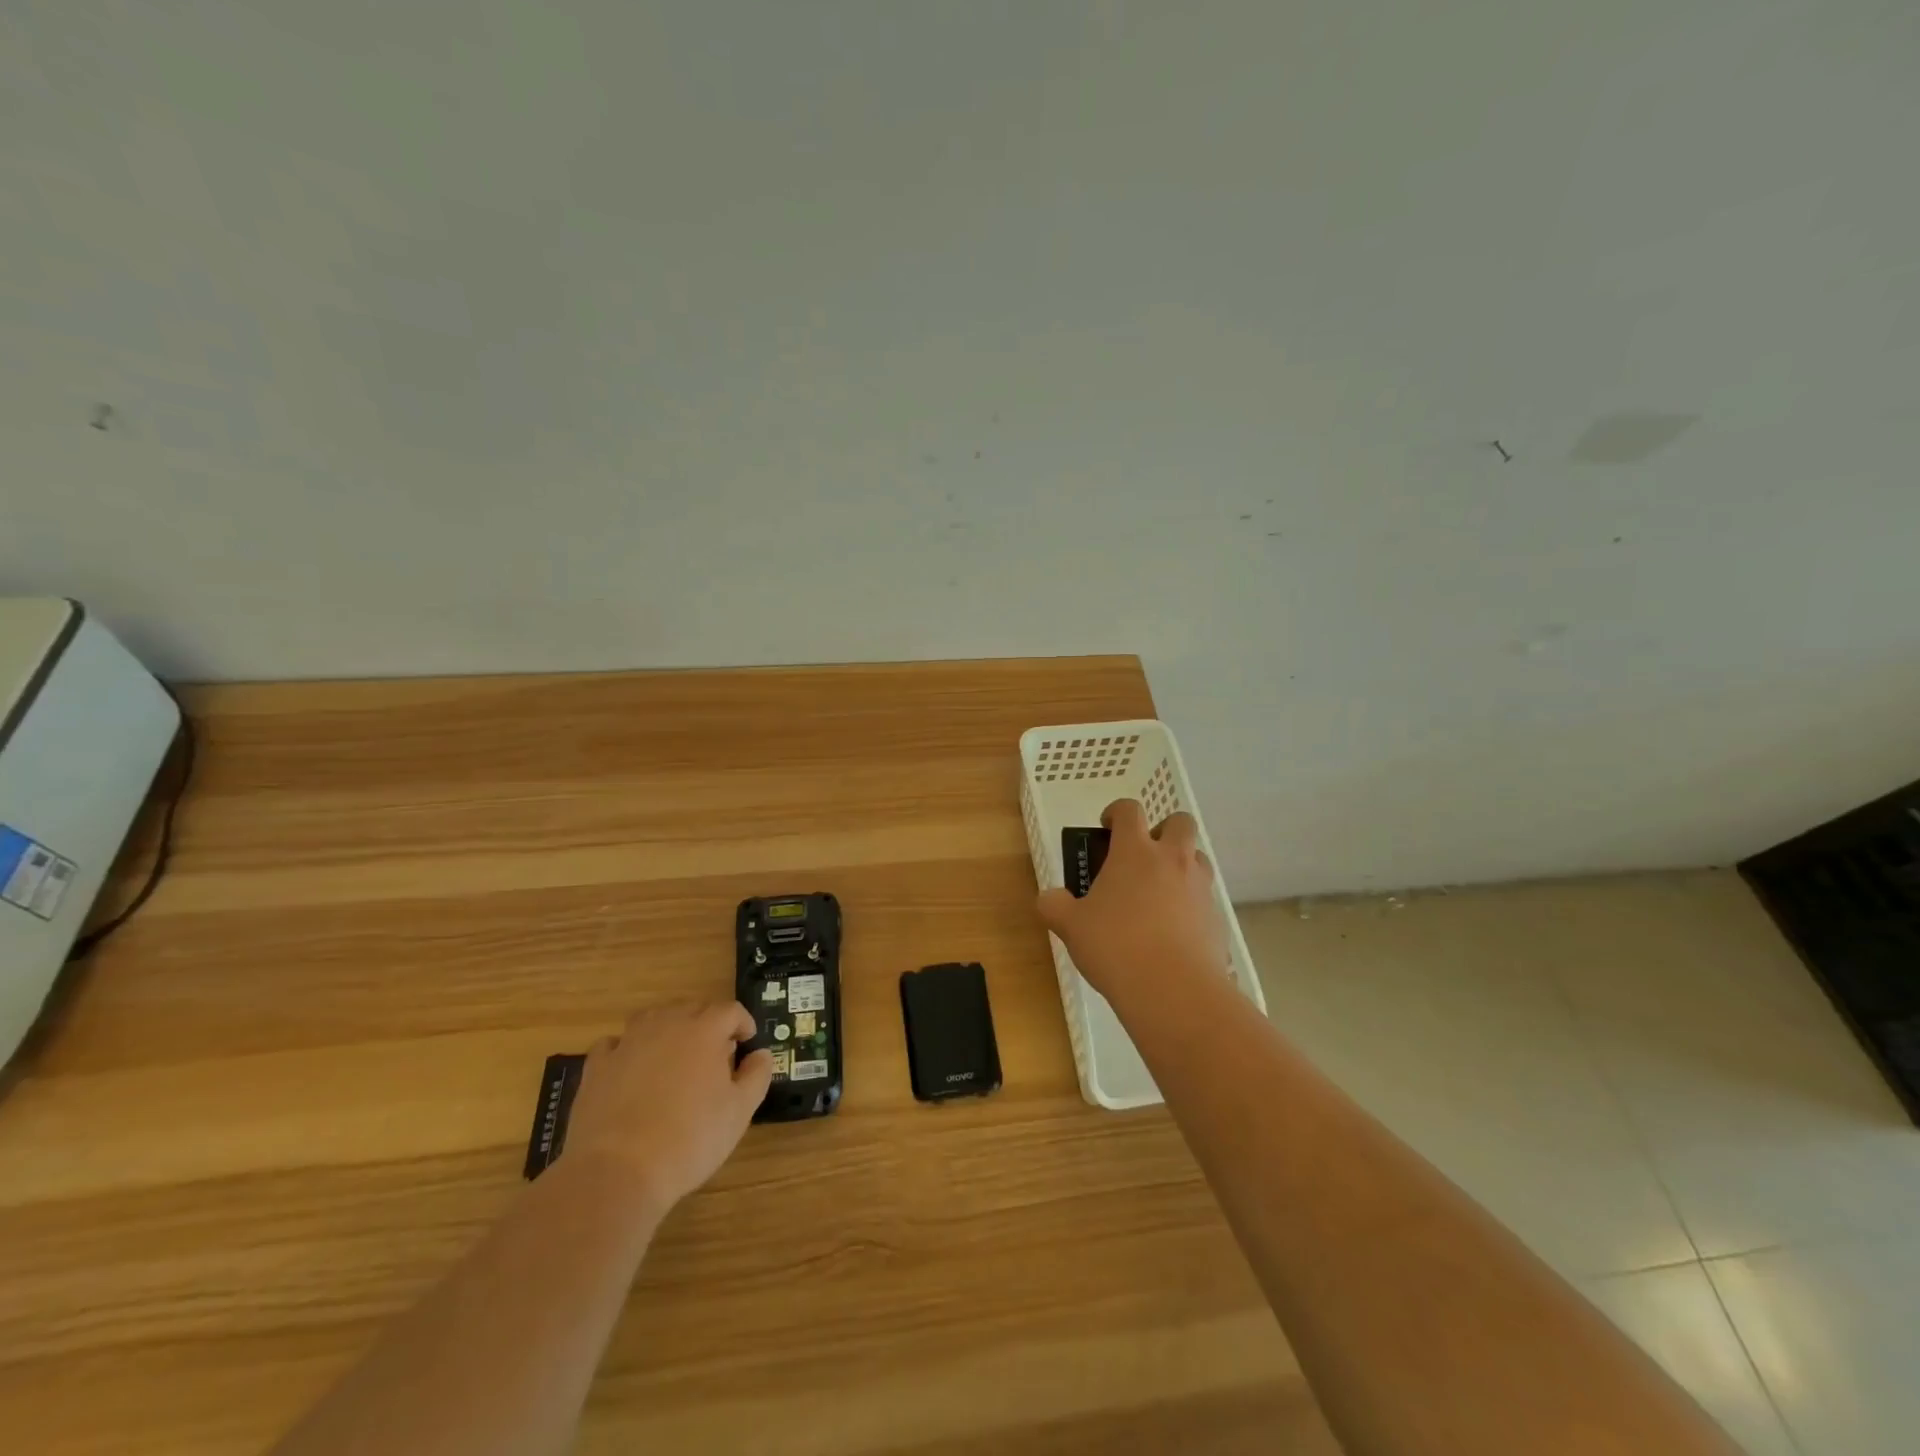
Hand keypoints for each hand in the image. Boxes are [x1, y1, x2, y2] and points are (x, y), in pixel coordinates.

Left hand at [564, 1002, 772, 1217]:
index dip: (743, 1023)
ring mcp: (628, 1042)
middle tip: (715, 1053)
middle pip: (692, 1008)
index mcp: (704, 1030)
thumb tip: (760, 1053)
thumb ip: (756, 1075)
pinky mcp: (597, 1066)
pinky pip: (614, 1043)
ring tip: (674, 1053)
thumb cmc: (690, 1138)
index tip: (747, 1042)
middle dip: (708, 1023)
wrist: (619, 1171)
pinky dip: (626, 1048)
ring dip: (668, 1027)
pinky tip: (631, 1067)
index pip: (730, 1011)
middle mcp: (666, 1024)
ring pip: (653, 1017)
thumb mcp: (740, 1111)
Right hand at [1037, 800, 1229, 1003]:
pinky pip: (1204, 898)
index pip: (1129, 810)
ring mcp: (1200, 888)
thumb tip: (1049, 898)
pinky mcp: (1217, 918)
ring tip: (1158, 894)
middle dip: (1163, 830)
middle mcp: (1172, 860)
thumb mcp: (1071, 927)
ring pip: (1197, 858)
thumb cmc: (1116, 946)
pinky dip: (1190, 904)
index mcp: (1135, 852)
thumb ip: (1055, 906)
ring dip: (1180, 865)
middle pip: (1179, 822)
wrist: (1174, 990)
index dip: (1116, 813)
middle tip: (1142, 856)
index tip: (1107, 828)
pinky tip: (1172, 932)